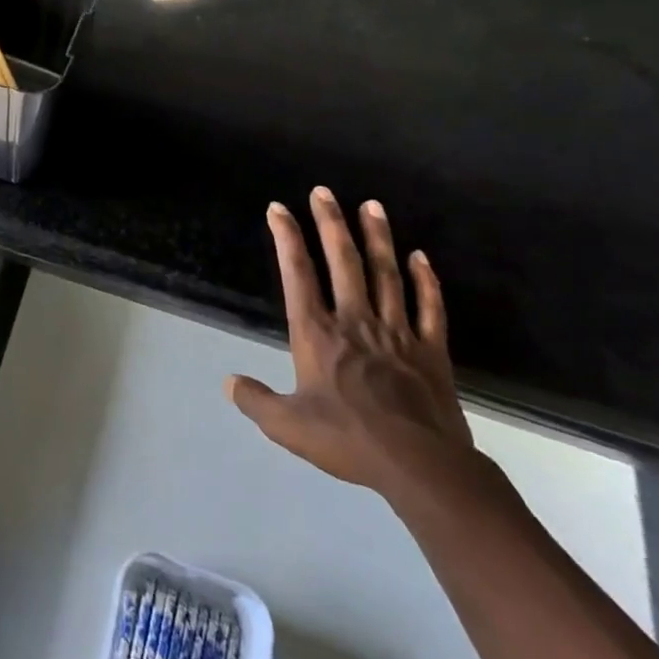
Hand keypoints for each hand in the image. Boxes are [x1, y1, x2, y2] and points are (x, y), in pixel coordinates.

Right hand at [226, 187, 480, 503]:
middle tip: (323, 191)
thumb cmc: (348, 440)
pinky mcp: (431, 352)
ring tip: (371, 205)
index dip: (286, 238)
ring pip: (386, 274)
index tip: (278, 208)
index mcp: (317, 334)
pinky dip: (426, 281)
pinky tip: (420, 257)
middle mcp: (354, 321)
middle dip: (330, 223)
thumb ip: (255, 400)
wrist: (421, 467)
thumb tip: (228, 382)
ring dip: (377, 238)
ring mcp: (397, 333)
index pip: (297, 274)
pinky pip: (430, 308)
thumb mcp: (287, 425)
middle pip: (343, 262)